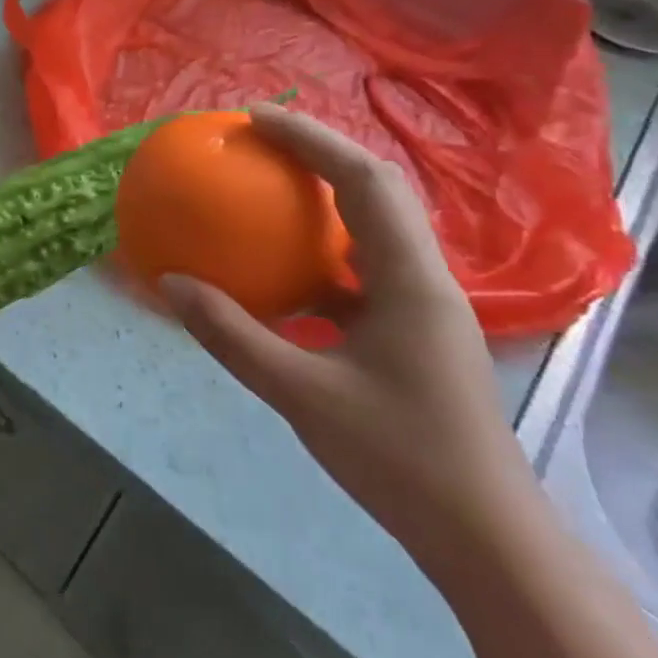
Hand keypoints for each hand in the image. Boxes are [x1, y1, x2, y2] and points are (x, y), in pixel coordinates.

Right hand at [162, 105, 540, 575]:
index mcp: (410, 279)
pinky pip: (359, 268)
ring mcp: (420, 305)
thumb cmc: (402, 459)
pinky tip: (279, 268)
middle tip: (256, 138)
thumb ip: (233, 335)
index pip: (364, 181)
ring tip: (266, 184)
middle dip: (318, 152)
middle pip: (375, 189)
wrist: (486, 539)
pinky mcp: (410, 330)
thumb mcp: (301, 395)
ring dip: (323, 195)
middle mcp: (422, 278)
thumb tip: (171, 284)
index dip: (310, 139)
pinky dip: (317, 251)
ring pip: (372, 227)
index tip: (254, 118)